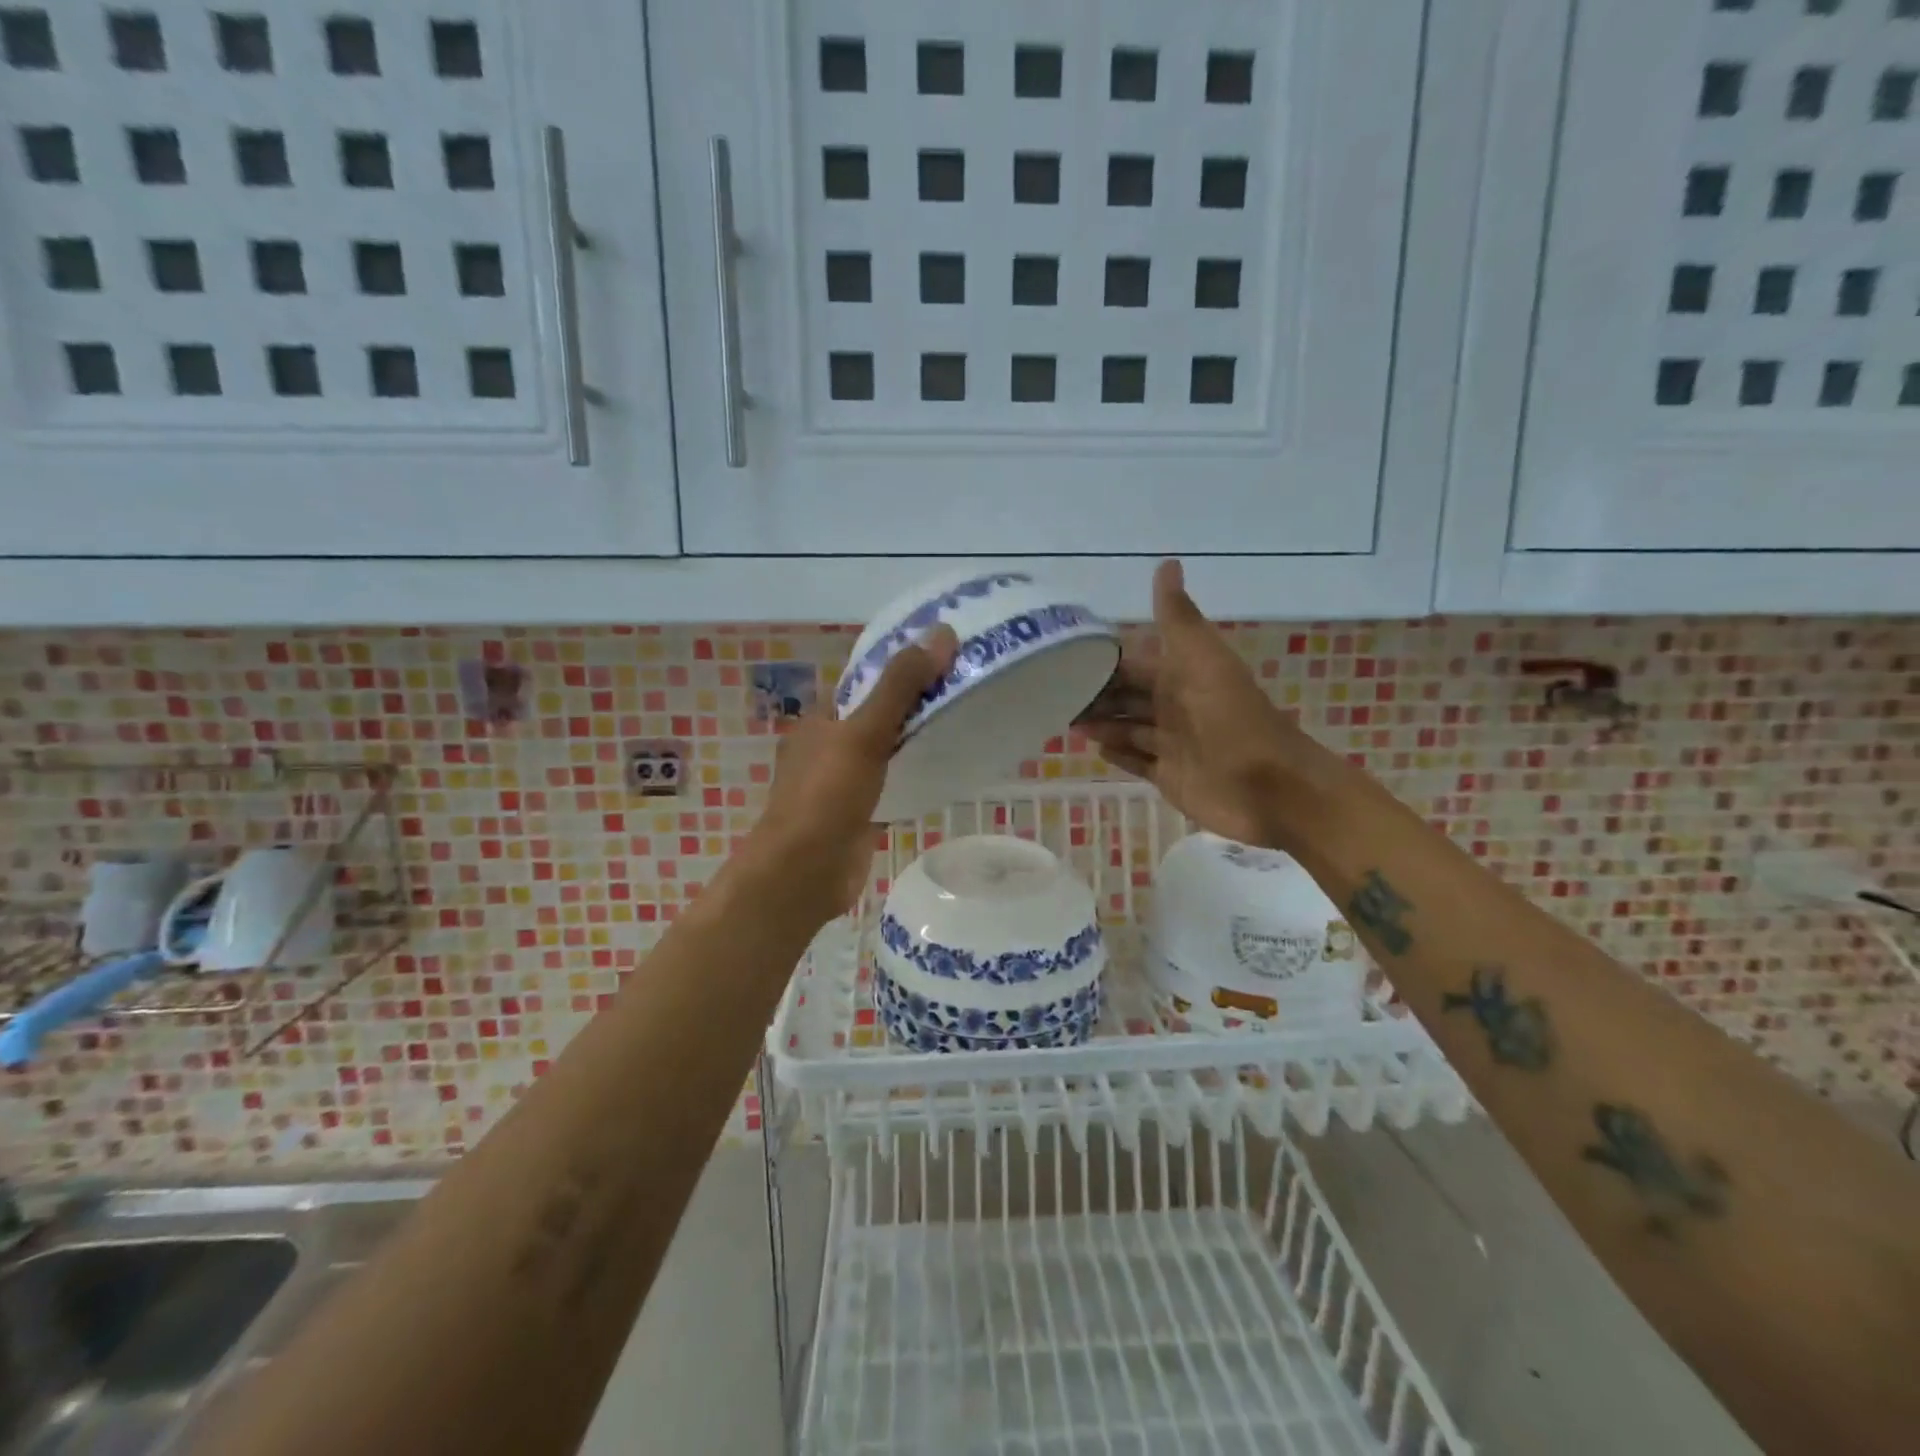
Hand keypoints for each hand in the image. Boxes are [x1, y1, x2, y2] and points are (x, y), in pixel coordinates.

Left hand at [748, 627, 958, 918]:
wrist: (804, 872)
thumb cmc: (826, 795)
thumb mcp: (864, 732)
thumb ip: (900, 686)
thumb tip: (940, 632)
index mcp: (820, 720)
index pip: (863, 683)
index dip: (900, 668)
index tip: (944, 658)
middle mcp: (827, 747)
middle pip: (876, 715)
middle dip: (913, 704)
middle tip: (963, 689)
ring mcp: (841, 783)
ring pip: (884, 750)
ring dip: (914, 739)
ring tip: (962, 722)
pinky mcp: (857, 814)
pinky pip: (889, 783)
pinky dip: (911, 774)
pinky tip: (943, 770)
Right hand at [1077, 560, 1301, 848]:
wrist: (1272, 787)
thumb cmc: (1234, 720)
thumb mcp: (1204, 660)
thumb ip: (1179, 619)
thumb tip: (1167, 562)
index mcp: (1182, 676)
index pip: (1133, 664)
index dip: (1103, 662)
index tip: (1063, 658)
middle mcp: (1175, 707)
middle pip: (1127, 697)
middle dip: (1095, 695)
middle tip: (1052, 694)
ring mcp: (1173, 744)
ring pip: (1127, 728)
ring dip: (1100, 724)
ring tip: (1065, 720)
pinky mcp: (1171, 777)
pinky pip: (1137, 762)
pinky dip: (1118, 755)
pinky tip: (1094, 749)